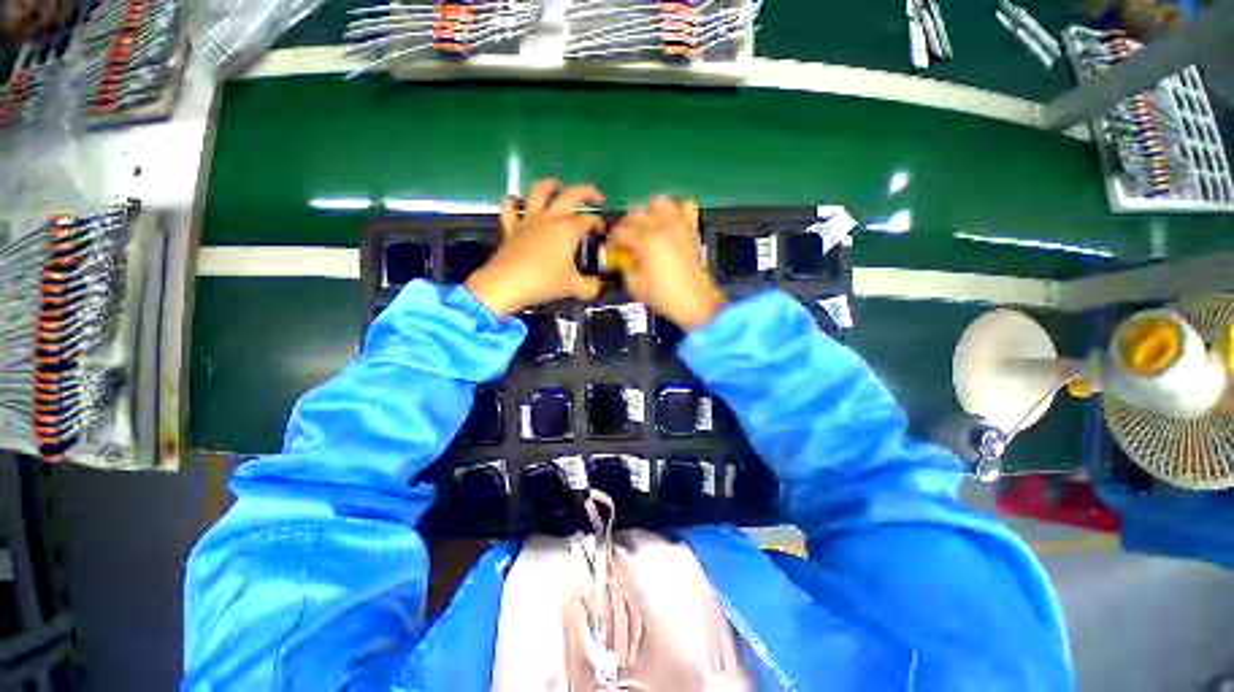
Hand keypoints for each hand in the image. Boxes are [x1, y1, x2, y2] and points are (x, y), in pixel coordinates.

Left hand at [466, 179, 604, 317]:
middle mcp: (550, 218)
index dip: (598, 223)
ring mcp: (529, 219)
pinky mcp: (511, 226)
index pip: (589, 220)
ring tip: (558, 187)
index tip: (601, 231)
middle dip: (587, 192)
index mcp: (568, 230)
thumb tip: (597, 286)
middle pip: (571, 195)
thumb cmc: (544, 283)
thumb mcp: (573, 287)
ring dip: (551, 184)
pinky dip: (514, 201)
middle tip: (595, 197)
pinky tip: (519, 203)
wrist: (508, 283)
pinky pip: (509, 206)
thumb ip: (590, 286)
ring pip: (539, 190)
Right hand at [609, 197, 724, 330]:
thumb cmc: (664, 297)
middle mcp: (662, 227)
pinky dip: (673, 211)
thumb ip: (625, 266)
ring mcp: (678, 226)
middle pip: (636, 214)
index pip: (620, 232)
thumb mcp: (636, 286)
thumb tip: (620, 256)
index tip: (611, 253)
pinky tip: (667, 225)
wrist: (696, 302)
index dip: (612, 242)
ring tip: (645, 230)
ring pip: (659, 203)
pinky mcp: (690, 230)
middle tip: (624, 243)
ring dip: (648, 214)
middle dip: (626, 227)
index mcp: (646, 242)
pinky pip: (684, 208)